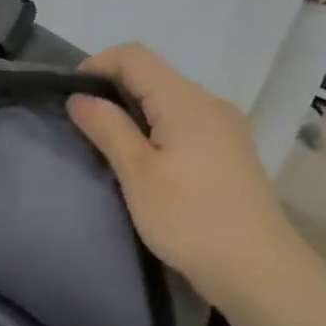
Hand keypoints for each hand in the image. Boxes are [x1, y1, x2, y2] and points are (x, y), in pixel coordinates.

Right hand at [69, 44, 305, 305]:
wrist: (255, 268)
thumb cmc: (188, 218)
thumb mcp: (137, 173)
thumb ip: (107, 128)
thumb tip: (80, 97)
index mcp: (186, 101)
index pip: (135, 56)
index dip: (97, 65)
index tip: (70, 97)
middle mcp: (210, 103)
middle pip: (153, 75)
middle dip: (112, 89)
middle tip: (82, 125)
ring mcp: (225, 127)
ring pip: (169, 101)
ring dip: (134, 111)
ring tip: (108, 146)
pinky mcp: (231, 151)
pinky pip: (185, 123)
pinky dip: (156, 129)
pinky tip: (145, 162)